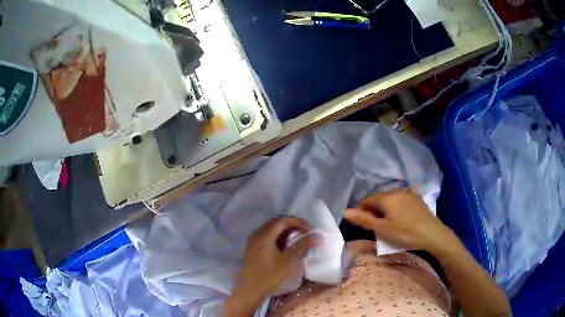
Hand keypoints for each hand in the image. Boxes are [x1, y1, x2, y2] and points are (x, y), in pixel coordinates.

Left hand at [234, 217, 314, 301]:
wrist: (250, 290)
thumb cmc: (270, 275)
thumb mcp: (289, 261)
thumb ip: (302, 246)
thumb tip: (317, 235)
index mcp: (264, 235)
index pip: (283, 220)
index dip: (298, 222)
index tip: (311, 230)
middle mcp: (257, 234)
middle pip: (277, 223)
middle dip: (293, 226)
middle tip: (307, 234)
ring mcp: (254, 242)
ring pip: (273, 230)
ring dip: (287, 233)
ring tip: (300, 240)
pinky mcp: (254, 249)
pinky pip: (268, 238)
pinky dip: (280, 239)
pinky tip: (288, 248)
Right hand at [345, 189, 453, 252]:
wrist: (432, 234)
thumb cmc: (405, 233)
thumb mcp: (382, 229)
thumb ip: (364, 220)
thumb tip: (345, 212)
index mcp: (386, 198)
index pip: (367, 200)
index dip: (360, 211)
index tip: (359, 223)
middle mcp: (397, 191)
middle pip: (379, 199)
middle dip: (372, 210)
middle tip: (373, 225)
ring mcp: (409, 194)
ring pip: (390, 199)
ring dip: (384, 209)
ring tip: (385, 223)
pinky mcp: (417, 199)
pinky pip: (400, 201)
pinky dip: (395, 208)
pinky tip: (399, 218)